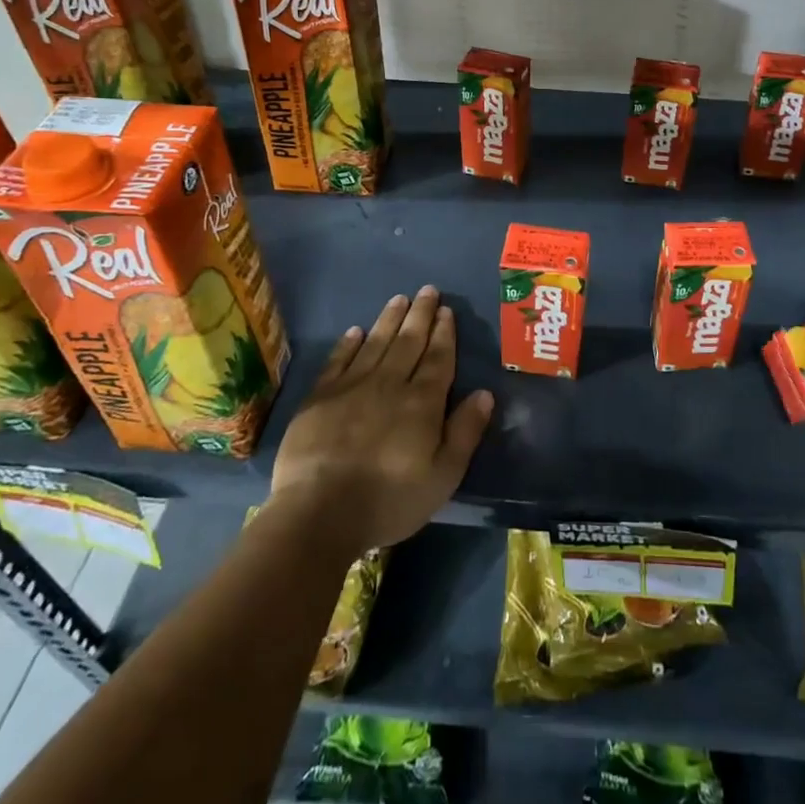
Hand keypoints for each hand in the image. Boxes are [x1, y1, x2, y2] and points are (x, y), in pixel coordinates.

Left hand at [269, 287, 494, 553]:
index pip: (437, 358)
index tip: (446, 310)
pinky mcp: (319, 398)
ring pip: (375, 343)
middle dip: (420, 315)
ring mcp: (351, 387)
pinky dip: (348, 344)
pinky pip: (338, 361)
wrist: (319, 514)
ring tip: (399, 299)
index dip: (444, 333)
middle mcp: (389, 384)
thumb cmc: (389, 500)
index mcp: (422, 402)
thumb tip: (485, 393)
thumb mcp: (442, 477)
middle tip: (428, 290)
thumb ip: (465, 432)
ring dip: (389, 320)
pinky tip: (355, 331)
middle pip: (408, 342)